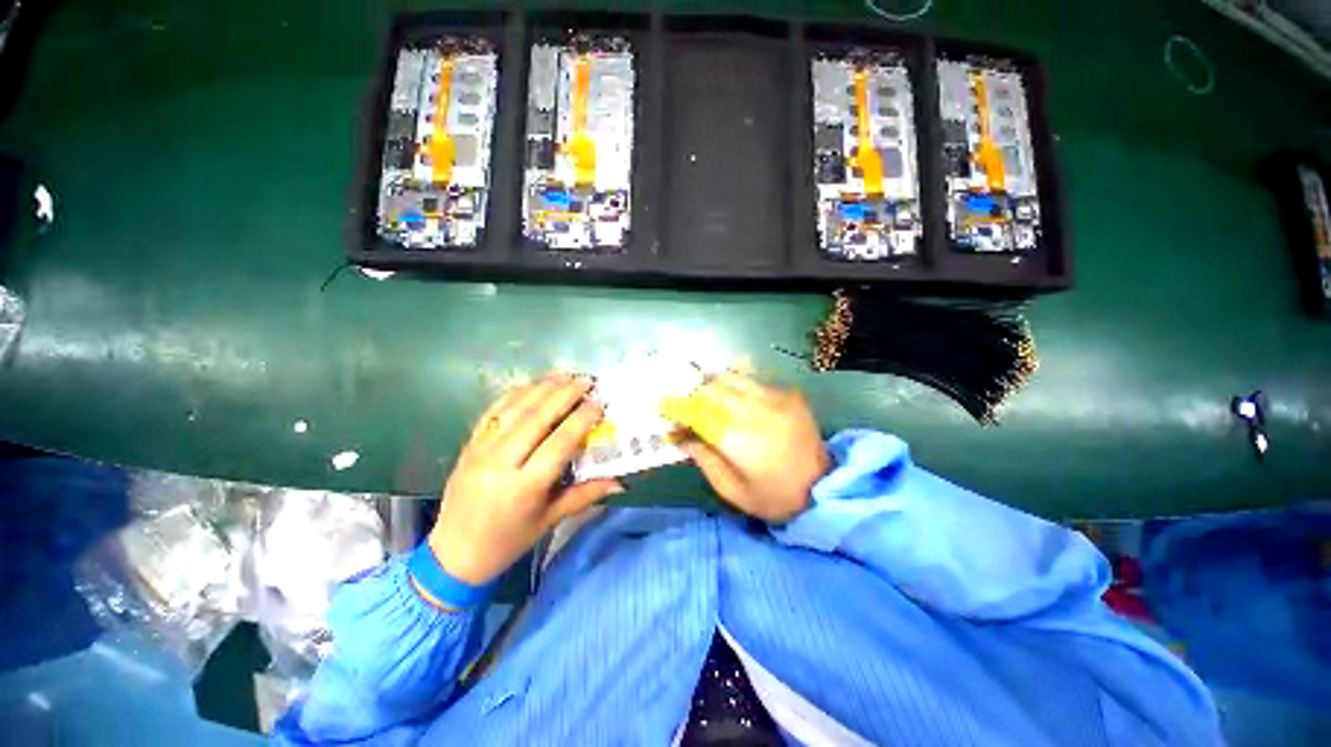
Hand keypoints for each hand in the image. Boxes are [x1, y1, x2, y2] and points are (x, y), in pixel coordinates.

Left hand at [429, 374, 622, 586]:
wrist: (454, 553)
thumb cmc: (509, 540)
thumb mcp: (550, 520)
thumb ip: (586, 495)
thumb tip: (621, 481)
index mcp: (524, 487)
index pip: (559, 442)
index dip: (582, 418)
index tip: (599, 401)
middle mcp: (501, 463)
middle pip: (537, 418)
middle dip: (565, 394)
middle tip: (586, 380)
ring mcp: (481, 450)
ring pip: (515, 409)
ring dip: (542, 388)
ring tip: (565, 375)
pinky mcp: (469, 444)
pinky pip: (494, 410)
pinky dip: (516, 393)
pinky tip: (534, 384)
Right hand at [662, 373, 828, 523]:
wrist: (825, 488)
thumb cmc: (774, 497)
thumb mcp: (732, 491)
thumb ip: (705, 461)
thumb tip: (683, 437)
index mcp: (737, 440)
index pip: (697, 412)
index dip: (678, 409)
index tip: (667, 410)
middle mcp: (754, 411)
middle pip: (712, 388)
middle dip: (694, 394)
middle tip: (687, 404)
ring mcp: (774, 399)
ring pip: (732, 377)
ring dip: (714, 384)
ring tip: (707, 394)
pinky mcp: (788, 395)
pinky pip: (753, 380)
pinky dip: (736, 384)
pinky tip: (733, 395)